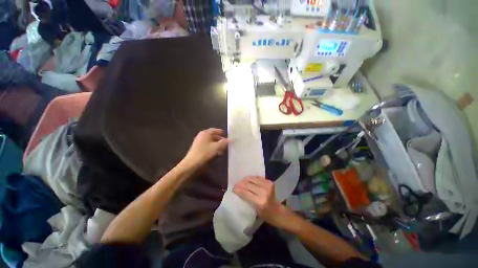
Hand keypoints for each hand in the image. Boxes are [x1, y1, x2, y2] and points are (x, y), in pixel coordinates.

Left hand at [183, 128, 228, 166]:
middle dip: (221, 140)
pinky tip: (217, 153)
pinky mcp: (198, 147)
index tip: (228, 136)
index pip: (216, 130)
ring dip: (218, 145)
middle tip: (226, 144)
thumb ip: (224, 142)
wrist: (192, 163)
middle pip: (214, 136)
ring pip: (211, 141)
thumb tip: (231, 139)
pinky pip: (208, 145)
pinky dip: (213, 148)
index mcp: (206, 133)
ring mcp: (199, 141)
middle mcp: (202, 135)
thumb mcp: (216, 147)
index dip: (222, 133)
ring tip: (223, 150)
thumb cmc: (205, 152)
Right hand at [234, 176, 294, 229]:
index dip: (238, 189)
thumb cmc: (267, 216)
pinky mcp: (270, 182)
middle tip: (236, 185)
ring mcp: (267, 185)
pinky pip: (258, 177)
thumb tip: (239, 192)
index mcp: (260, 202)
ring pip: (252, 179)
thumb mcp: (255, 211)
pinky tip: (248, 180)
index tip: (233, 189)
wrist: (279, 212)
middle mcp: (264, 192)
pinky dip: (252, 178)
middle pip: (248, 184)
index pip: (245, 192)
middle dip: (240, 183)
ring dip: (245, 179)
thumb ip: (247, 200)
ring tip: (241, 181)